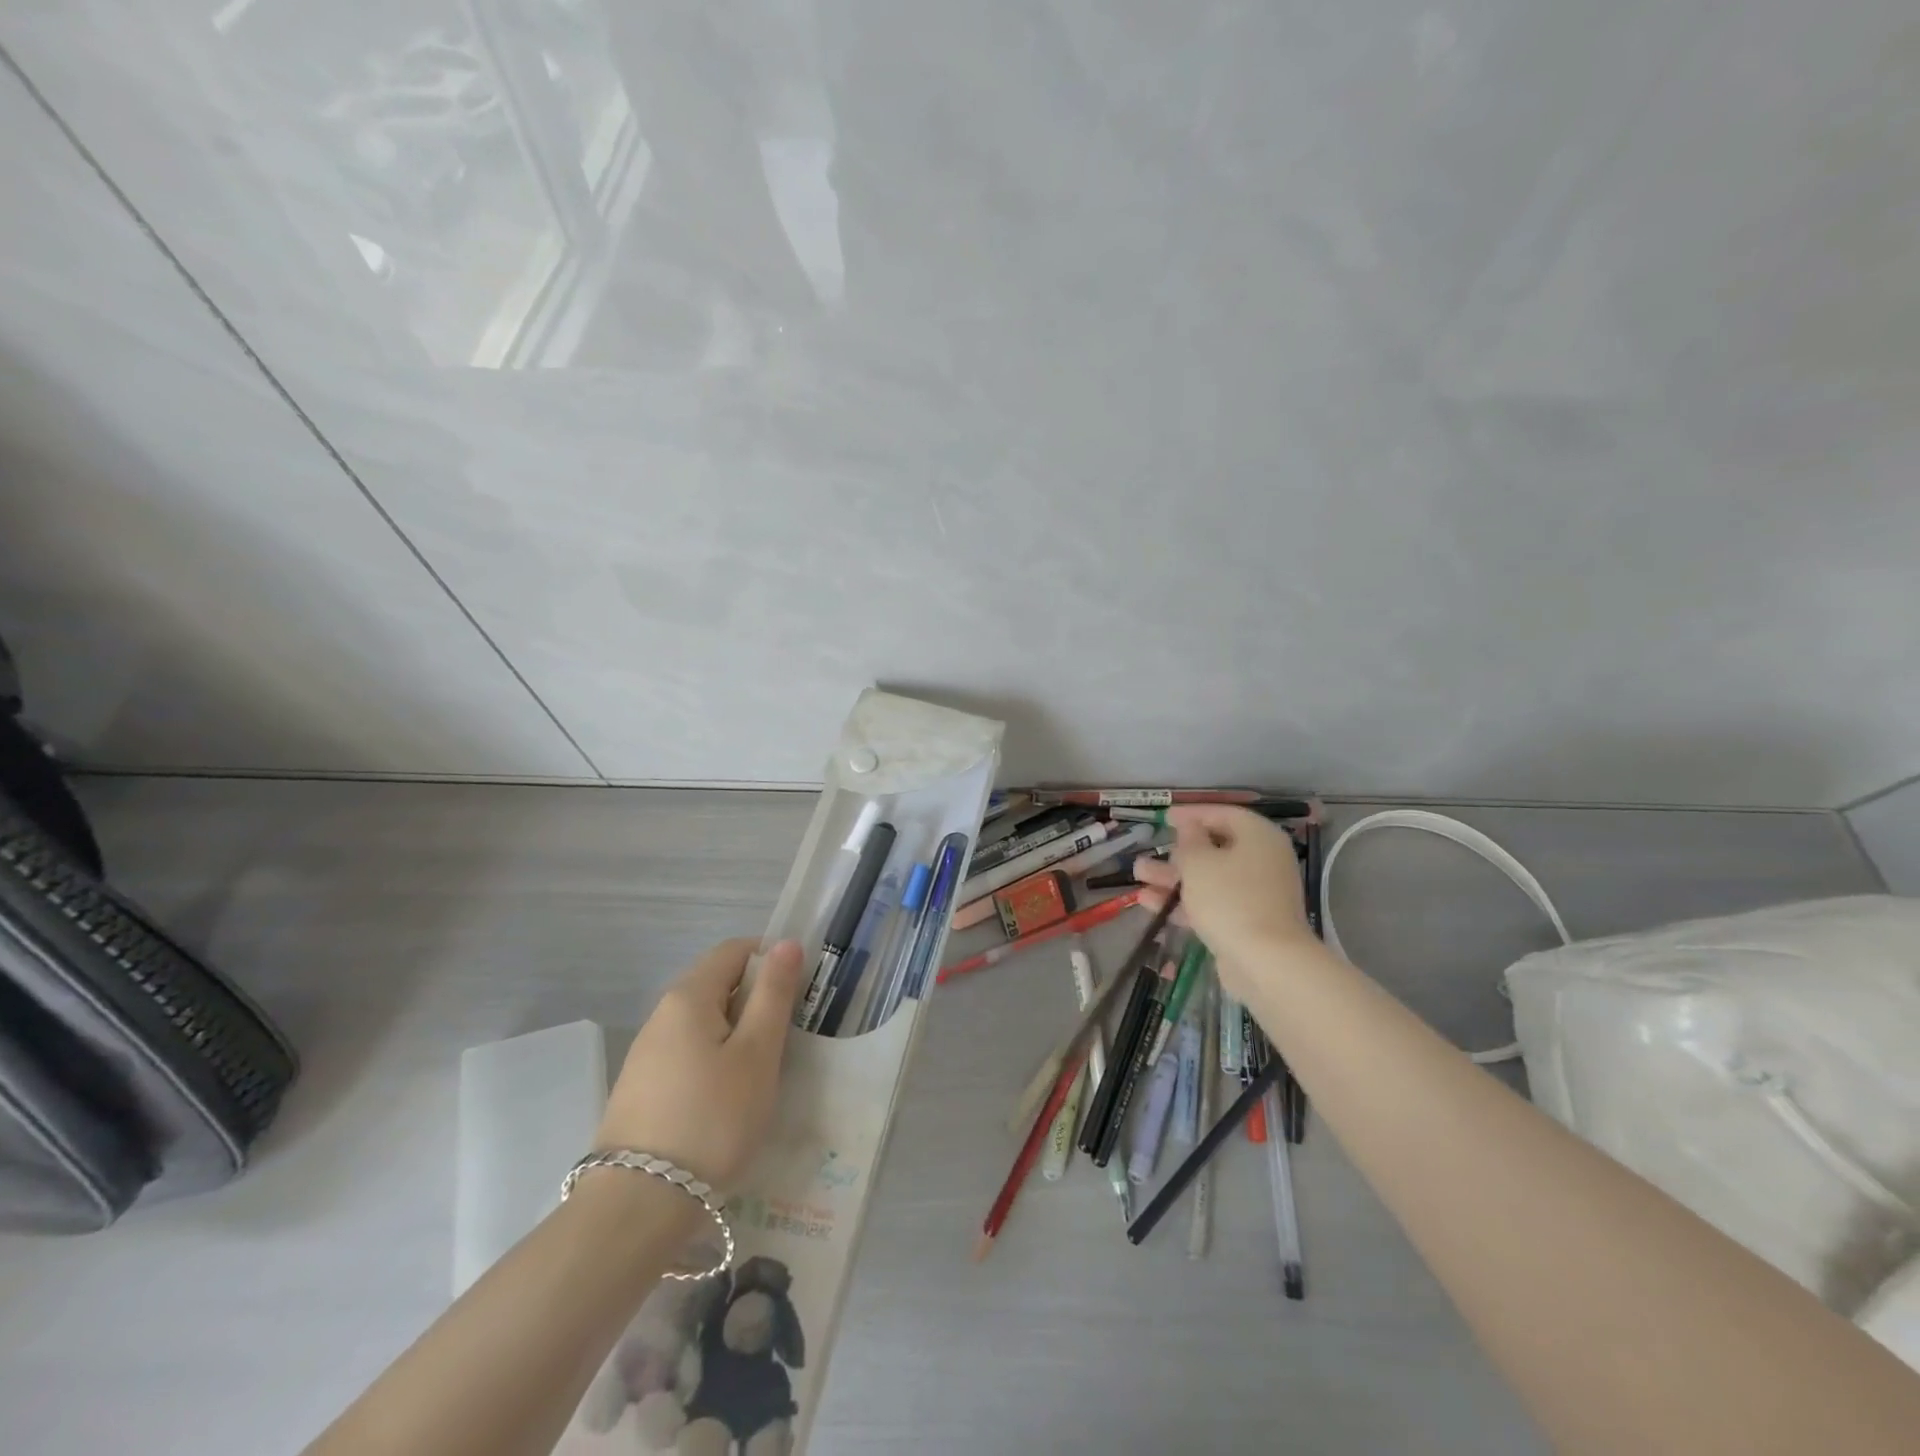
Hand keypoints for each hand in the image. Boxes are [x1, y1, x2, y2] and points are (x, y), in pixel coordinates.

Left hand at [594, 938, 803, 1190]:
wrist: (637, 1207)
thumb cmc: (712, 1119)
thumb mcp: (757, 1053)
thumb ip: (773, 994)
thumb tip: (785, 943)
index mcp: (688, 995)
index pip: (734, 950)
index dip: (771, 959)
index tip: (797, 994)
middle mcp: (661, 1014)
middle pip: (717, 983)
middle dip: (756, 999)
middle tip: (785, 1039)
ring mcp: (646, 1053)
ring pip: (704, 1021)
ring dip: (737, 1033)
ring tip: (760, 1074)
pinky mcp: (641, 1088)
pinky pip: (688, 1053)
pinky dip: (715, 1060)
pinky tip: (727, 1100)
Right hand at [1133, 806, 1316, 998]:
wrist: (1266, 963)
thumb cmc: (1230, 899)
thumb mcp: (1199, 862)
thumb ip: (1189, 840)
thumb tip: (1189, 826)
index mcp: (1258, 837)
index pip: (1223, 814)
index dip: (1192, 814)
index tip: (1164, 818)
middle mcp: (1262, 861)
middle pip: (1215, 849)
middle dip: (1176, 853)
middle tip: (1149, 851)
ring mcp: (1256, 894)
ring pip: (1210, 878)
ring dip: (1173, 878)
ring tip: (1138, 876)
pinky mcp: (1248, 922)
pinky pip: (1213, 903)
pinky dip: (1186, 902)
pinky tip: (1150, 904)